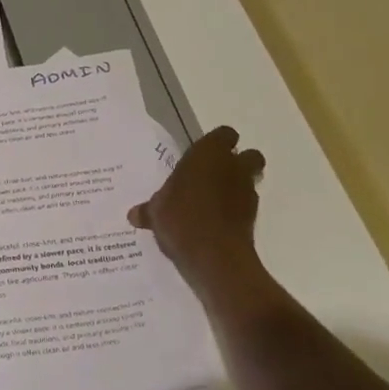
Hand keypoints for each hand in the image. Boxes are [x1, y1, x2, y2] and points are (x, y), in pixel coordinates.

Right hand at [128, 126, 266, 294]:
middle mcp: (232, 167)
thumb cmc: (180, 218)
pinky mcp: (253, 216)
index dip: (216, 144)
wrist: (213, 255)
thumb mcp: (155, 212)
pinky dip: (236, 210)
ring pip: (251, 180)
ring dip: (237, 187)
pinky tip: (217, 221)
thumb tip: (134, 215)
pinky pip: (246, 205)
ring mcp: (247, 191)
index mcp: (208, 154)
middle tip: (213, 176)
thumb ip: (148, 209)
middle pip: (249, 155)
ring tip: (213, 201)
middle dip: (237, 163)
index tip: (201, 157)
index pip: (224, 135)